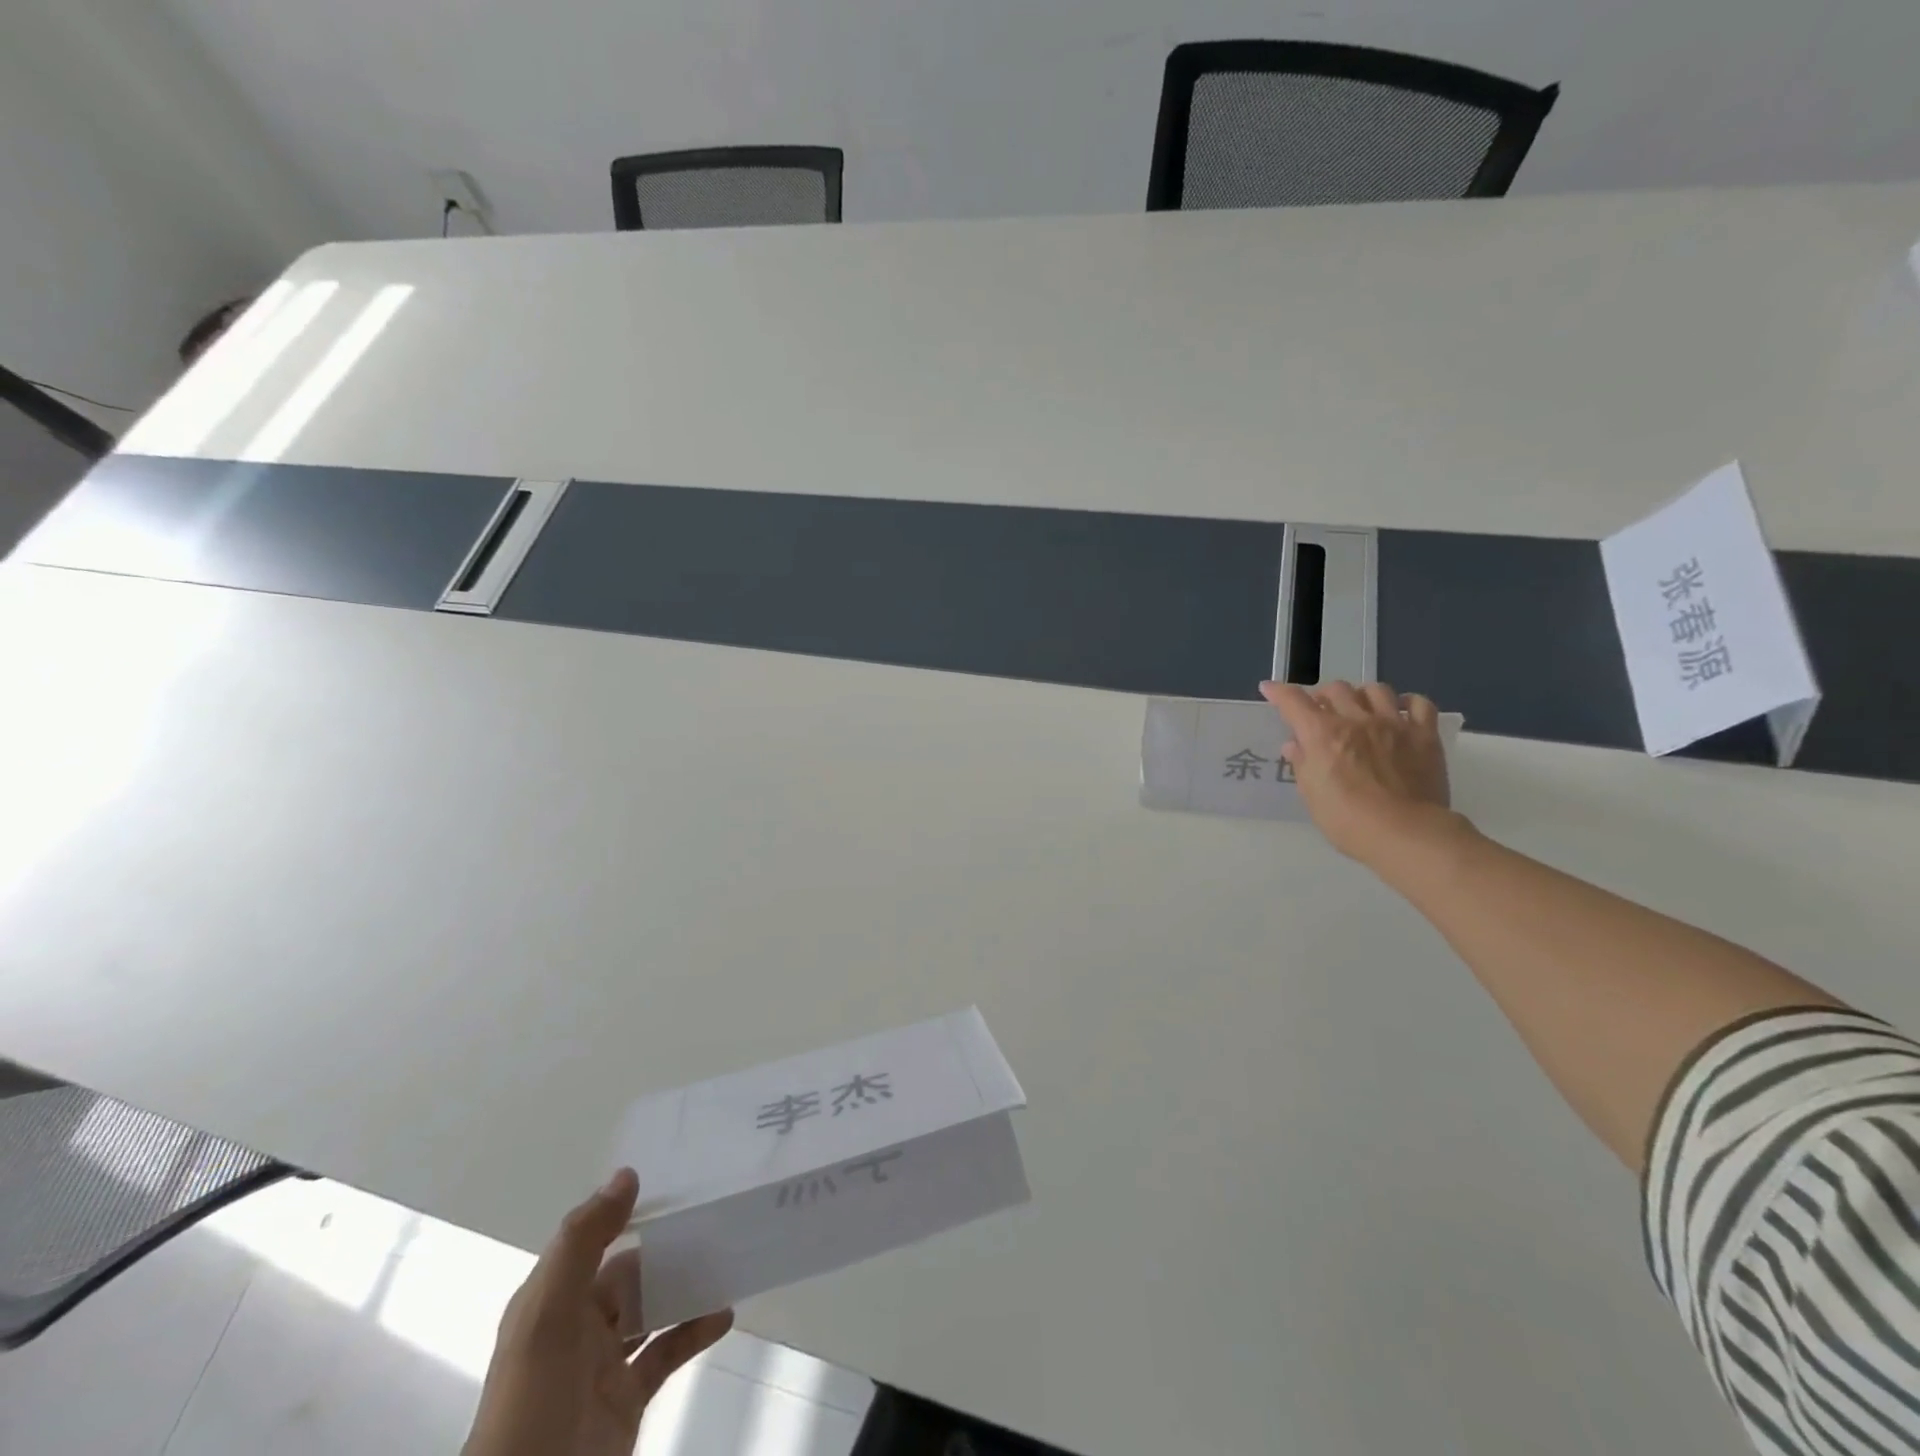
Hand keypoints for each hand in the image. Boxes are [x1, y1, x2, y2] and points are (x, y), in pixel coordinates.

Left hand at [464, 1168, 733, 1455]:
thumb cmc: (533, 1404)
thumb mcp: (548, 1315)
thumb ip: (584, 1242)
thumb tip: (627, 1175)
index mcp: (551, 1301)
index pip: (593, 1240)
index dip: (627, 1210)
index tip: (676, 1183)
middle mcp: (576, 1327)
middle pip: (627, 1273)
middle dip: (666, 1248)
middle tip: (715, 1218)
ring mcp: (603, 1367)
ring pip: (650, 1310)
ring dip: (684, 1287)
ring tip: (726, 1259)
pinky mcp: (627, 1400)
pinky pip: (666, 1353)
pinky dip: (694, 1331)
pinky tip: (724, 1314)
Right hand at [1259, 680, 1457, 866]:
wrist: (1406, 833)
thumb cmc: (1348, 820)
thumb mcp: (1312, 795)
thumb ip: (1302, 764)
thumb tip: (1294, 745)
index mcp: (1322, 734)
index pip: (1294, 701)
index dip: (1278, 692)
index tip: (1269, 689)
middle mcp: (1356, 720)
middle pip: (1336, 689)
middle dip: (1322, 695)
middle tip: (1320, 710)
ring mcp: (1393, 724)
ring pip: (1375, 690)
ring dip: (1361, 695)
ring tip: (1359, 708)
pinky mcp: (1424, 735)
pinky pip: (1419, 704)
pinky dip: (1407, 702)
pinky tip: (1400, 711)